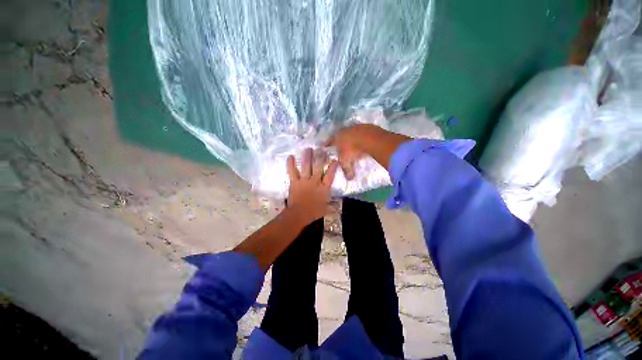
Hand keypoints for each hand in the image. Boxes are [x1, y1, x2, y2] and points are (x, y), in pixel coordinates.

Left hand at [286, 148, 338, 224]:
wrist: (299, 214)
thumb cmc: (313, 212)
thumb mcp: (326, 210)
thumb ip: (333, 206)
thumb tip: (340, 206)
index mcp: (323, 188)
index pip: (330, 176)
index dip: (333, 167)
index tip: (335, 159)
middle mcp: (315, 182)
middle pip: (318, 167)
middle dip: (320, 157)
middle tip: (321, 148)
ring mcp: (304, 181)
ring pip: (306, 166)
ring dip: (307, 157)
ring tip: (308, 148)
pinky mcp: (295, 182)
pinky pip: (292, 171)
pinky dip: (291, 164)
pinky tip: (290, 156)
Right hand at [324, 124, 367, 179]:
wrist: (368, 138)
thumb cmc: (352, 150)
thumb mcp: (347, 162)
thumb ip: (347, 170)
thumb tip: (349, 179)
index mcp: (335, 138)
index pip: (328, 142)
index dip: (327, 146)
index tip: (325, 149)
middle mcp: (343, 131)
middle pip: (338, 136)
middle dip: (338, 142)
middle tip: (339, 147)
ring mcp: (353, 127)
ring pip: (349, 133)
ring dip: (349, 139)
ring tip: (352, 145)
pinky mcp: (364, 126)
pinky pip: (359, 133)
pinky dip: (359, 137)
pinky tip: (362, 142)